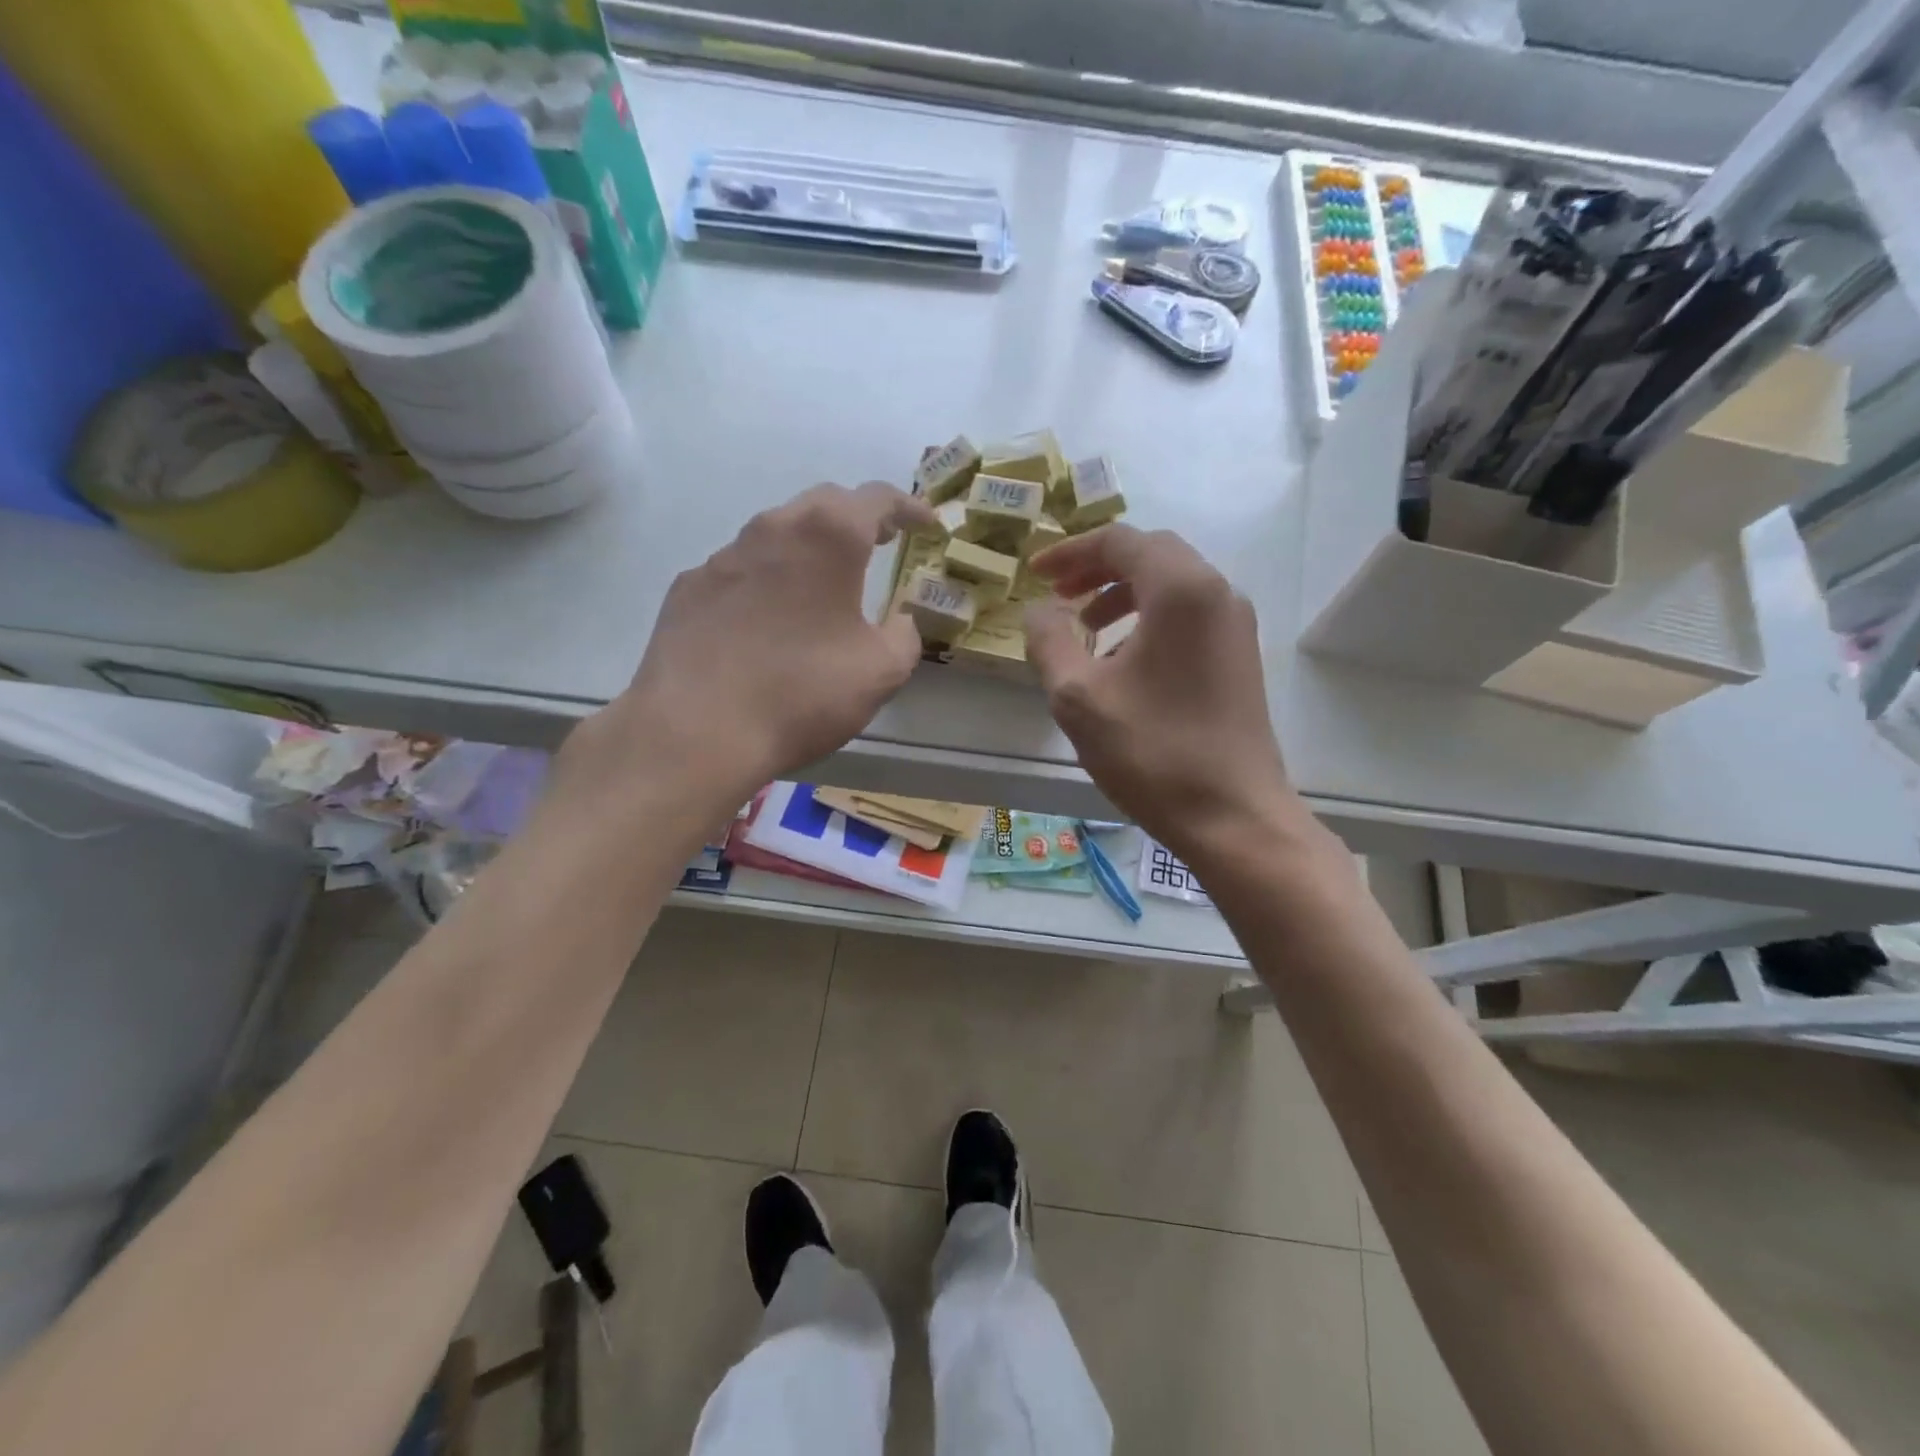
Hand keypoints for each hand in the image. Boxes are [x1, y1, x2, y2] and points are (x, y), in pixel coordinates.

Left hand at [576, 482, 935, 803]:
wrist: (697, 731)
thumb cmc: (802, 693)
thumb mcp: (881, 671)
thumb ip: (905, 635)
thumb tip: (901, 621)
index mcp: (828, 537)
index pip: (878, 498)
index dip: (909, 508)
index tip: (927, 525)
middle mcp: (772, 529)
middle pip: (824, 504)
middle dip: (858, 518)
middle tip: (880, 543)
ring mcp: (723, 556)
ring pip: (777, 534)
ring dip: (808, 548)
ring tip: (823, 584)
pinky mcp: (689, 588)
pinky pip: (740, 570)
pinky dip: (766, 580)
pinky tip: (767, 620)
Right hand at [1024, 525, 1302, 865]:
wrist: (1234, 816)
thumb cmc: (1152, 752)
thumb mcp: (1079, 697)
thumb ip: (1050, 641)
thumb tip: (1039, 610)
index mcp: (1181, 589)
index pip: (1121, 541)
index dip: (1070, 551)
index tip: (1035, 574)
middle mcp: (1217, 593)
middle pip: (1151, 555)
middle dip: (1098, 568)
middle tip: (1059, 595)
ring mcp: (1235, 626)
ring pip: (1171, 585)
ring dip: (1122, 595)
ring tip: (1086, 631)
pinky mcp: (1239, 657)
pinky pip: (1188, 615)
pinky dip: (1149, 619)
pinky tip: (1122, 662)